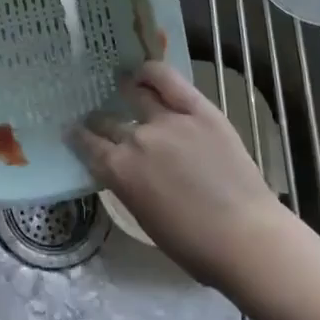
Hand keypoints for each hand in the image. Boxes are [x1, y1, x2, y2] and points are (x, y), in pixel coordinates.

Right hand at [72, 62, 294, 286]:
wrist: (245, 237)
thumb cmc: (193, 245)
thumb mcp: (144, 217)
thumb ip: (128, 185)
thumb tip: (124, 170)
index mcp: (119, 171)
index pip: (88, 145)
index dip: (79, 137)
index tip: (74, 132)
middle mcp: (137, 139)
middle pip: (109, 121)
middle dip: (99, 121)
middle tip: (100, 119)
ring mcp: (168, 120)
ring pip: (136, 95)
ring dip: (125, 92)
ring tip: (123, 87)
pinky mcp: (198, 110)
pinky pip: (168, 80)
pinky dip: (151, 73)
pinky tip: (144, 73)